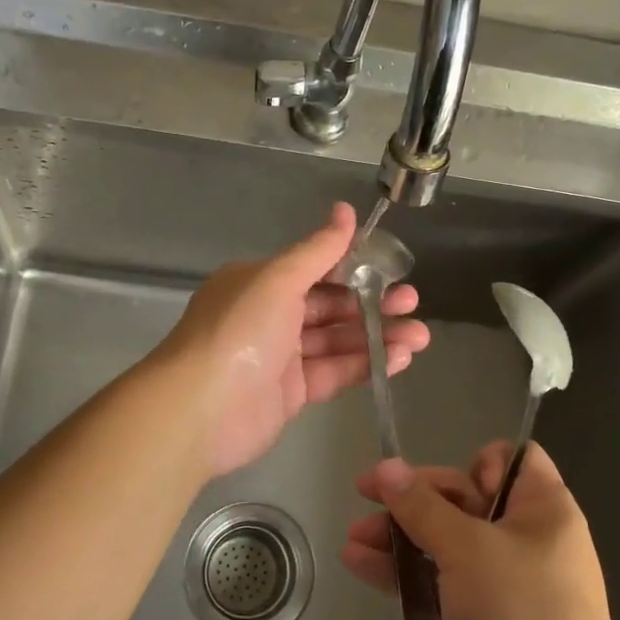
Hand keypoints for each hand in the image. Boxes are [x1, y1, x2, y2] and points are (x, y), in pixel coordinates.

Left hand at [157, 202, 430, 477]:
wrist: (200, 409)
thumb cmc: (239, 331)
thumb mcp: (278, 279)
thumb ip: (318, 250)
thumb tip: (346, 210)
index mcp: (260, 283)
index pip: (314, 269)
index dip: (354, 267)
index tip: (392, 268)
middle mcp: (269, 316)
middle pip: (329, 306)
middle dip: (373, 303)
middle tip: (413, 303)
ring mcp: (280, 357)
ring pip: (336, 341)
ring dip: (377, 336)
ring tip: (420, 336)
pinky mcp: (291, 394)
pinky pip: (334, 373)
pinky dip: (365, 365)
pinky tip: (399, 359)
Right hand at [342, 442, 619, 619]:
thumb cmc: (521, 615)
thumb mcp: (468, 549)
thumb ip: (422, 506)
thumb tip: (385, 466)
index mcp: (542, 509)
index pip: (513, 461)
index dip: (473, 463)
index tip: (437, 484)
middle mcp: (524, 539)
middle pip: (463, 499)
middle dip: (413, 499)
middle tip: (364, 497)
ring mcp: (500, 582)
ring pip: (442, 542)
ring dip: (398, 535)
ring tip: (353, 538)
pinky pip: (436, 581)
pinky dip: (401, 572)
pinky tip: (358, 564)